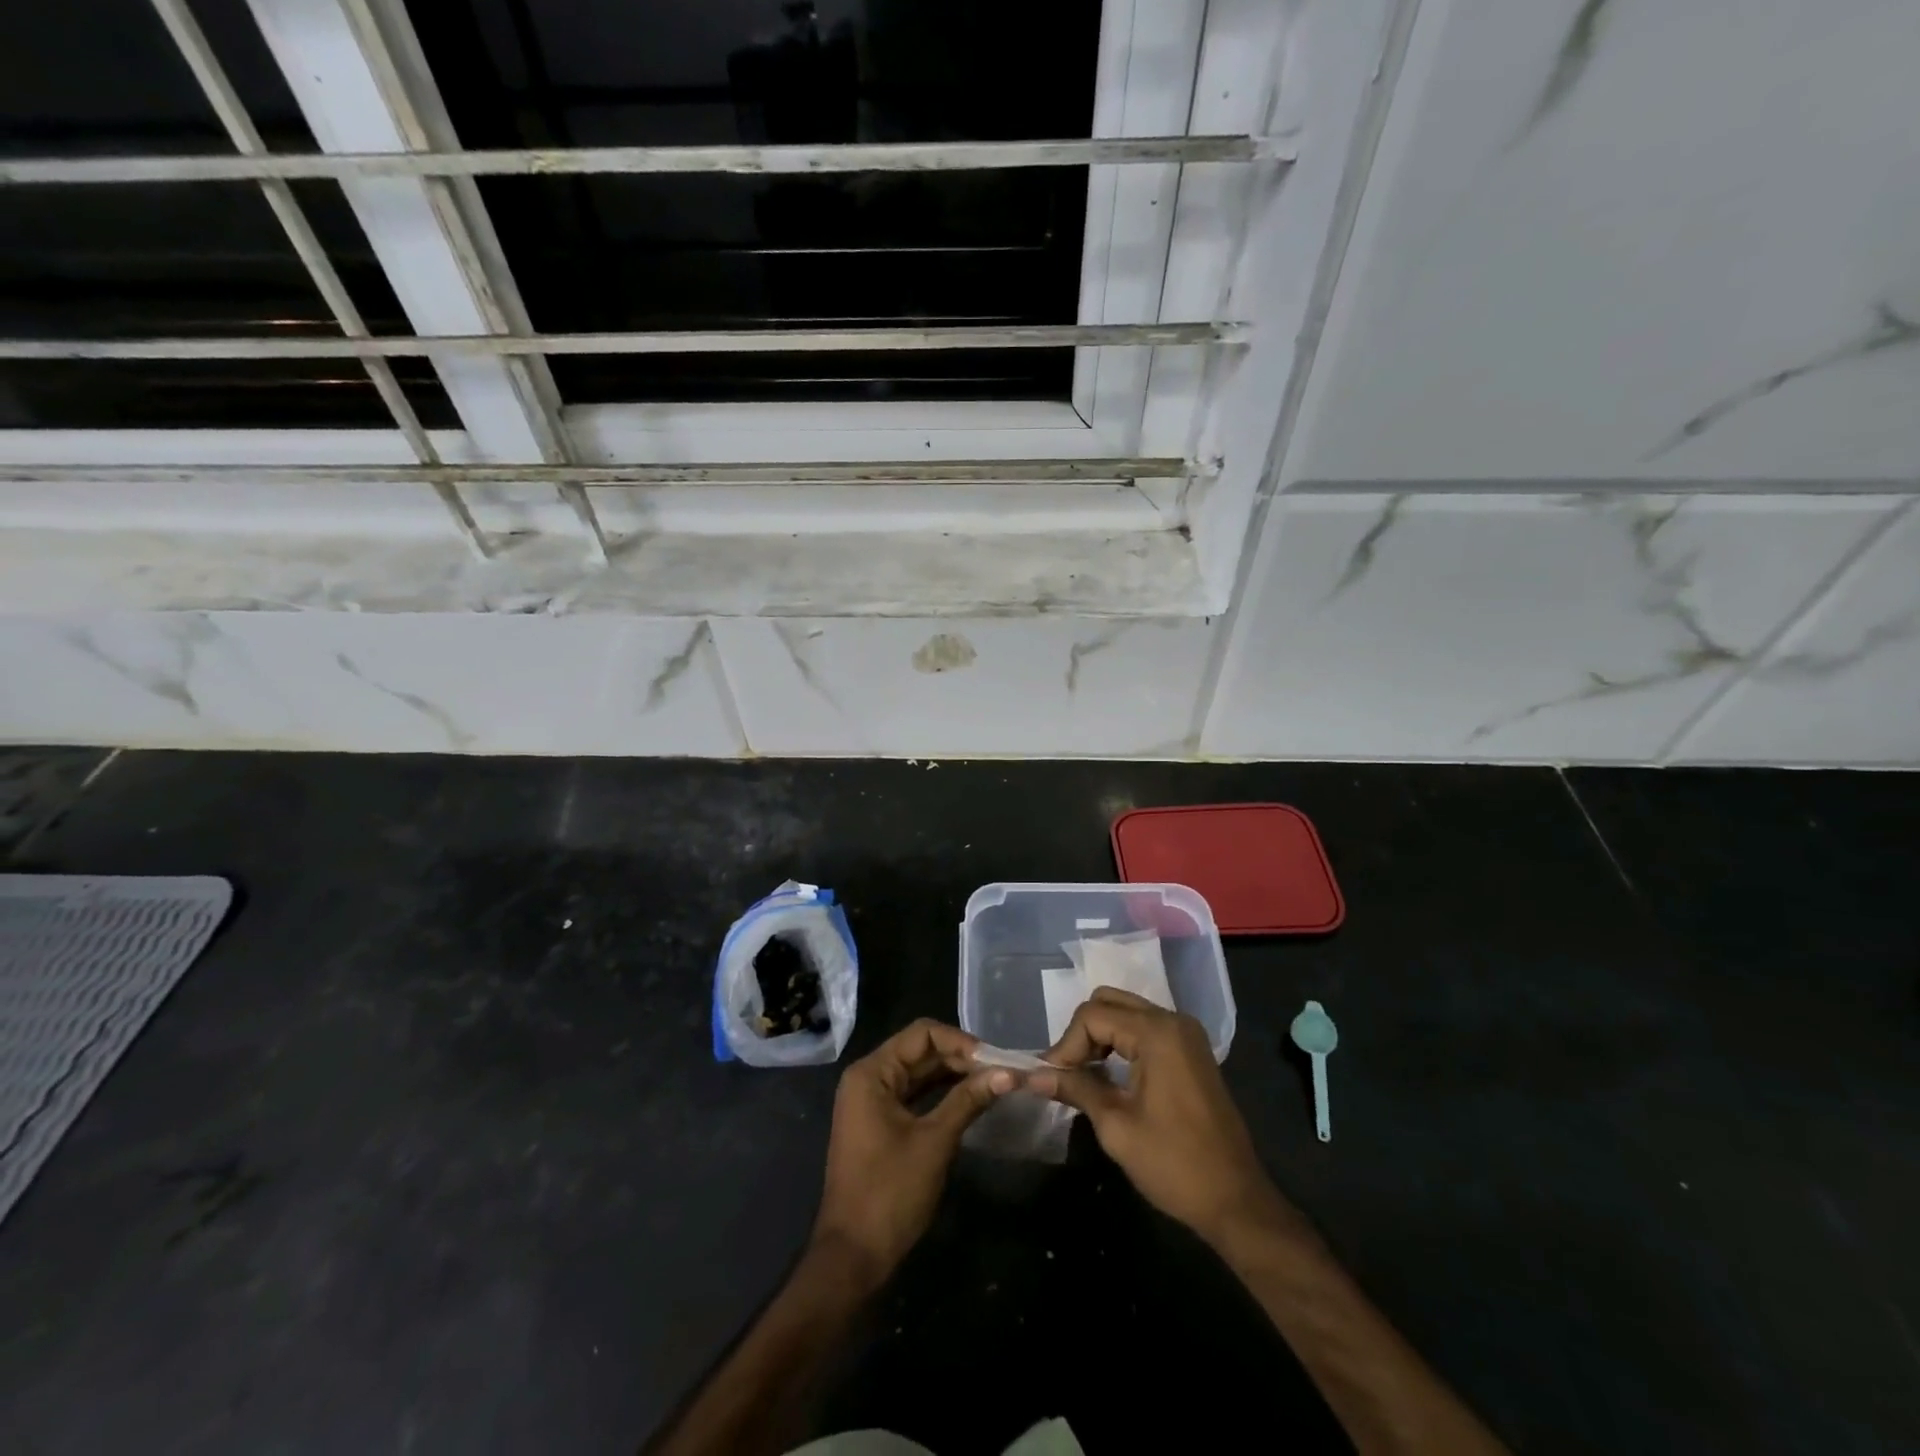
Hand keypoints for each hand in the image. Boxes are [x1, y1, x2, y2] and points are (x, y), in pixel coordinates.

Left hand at [812, 1019, 1014, 1283]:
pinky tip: (972, 1099)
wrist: (853, 1257)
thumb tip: (1008, 1073)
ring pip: (920, 1073)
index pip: (922, 1034)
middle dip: (961, 1058)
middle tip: (1002, 1072)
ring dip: (955, 1075)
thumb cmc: (890, 1193)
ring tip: (994, 1083)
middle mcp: (868, 1078)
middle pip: (921, 1051)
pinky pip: (915, 1095)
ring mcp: (873, 1102)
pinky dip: (942, 1094)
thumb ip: (968, 1100)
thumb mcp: (934, 1142)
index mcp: (871, 1072)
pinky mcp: (881, 1123)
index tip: (995, 1060)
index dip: (960, 1041)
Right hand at [1028, 987, 1295, 1248]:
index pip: (1092, 1016)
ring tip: (1083, 1076)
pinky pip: (1145, 1028)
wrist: (1236, 1201)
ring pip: (1127, 1012)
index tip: (1052, 1080)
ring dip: (1100, 1036)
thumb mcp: (1116, 1127)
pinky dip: (1121, 1043)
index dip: (1065, 1045)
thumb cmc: (1174, 1165)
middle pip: (1109, 1002)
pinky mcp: (1191, 1051)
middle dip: (1082, 1033)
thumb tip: (1034, 1076)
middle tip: (1068, 1073)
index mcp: (1157, 1033)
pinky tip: (1110, 1075)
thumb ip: (1075, 1089)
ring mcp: (1186, 1034)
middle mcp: (1173, 1021)